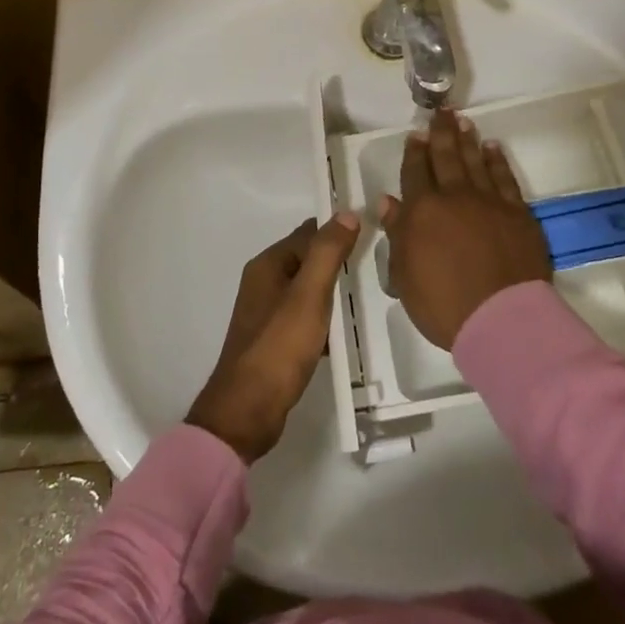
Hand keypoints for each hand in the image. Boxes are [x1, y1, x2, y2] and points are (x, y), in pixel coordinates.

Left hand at [187, 213, 361, 461]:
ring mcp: (266, 313)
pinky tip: (345, 334)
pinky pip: (305, 318)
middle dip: (338, 263)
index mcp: (268, 265)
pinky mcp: (273, 340)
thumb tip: (347, 213)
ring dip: (333, 293)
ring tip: (368, 298)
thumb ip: (327, 253)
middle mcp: (264, 282)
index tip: (373, 235)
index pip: (308, 233)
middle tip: (377, 267)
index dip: (338, 231)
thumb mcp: (309, 295)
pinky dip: (324, 321)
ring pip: (308, 291)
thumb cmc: (279, 347)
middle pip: (308, 260)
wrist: (247, 410)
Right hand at [382, 109, 552, 350]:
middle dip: (441, 134)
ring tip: (463, 121)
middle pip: (446, 157)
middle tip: (442, 112)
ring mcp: (489, 202)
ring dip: (467, 140)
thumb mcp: (405, 275)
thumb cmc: (443, 304)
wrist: (502, 320)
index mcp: (422, 211)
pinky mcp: (518, 213)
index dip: (414, 153)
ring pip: (475, 161)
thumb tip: (389, 202)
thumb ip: (397, 234)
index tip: (416, 135)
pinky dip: (497, 160)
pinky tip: (492, 148)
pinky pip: (505, 178)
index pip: (415, 173)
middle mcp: (455, 197)